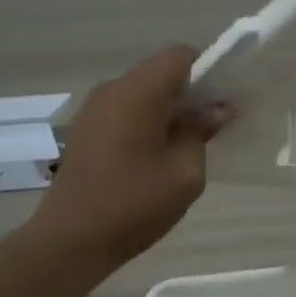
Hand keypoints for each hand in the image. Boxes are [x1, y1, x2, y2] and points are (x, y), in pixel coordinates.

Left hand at [30, 46, 232, 271]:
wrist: (71, 240)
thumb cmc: (134, 204)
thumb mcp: (185, 172)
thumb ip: (201, 132)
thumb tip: (217, 109)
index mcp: (137, 91)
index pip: (180, 56)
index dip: (208, 71)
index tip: (223, 102)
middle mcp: (111, 90)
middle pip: (159, 74)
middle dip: (190, 94)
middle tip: (212, 129)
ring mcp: (93, 110)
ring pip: (142, 95)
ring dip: (167, 112)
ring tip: (184, 148)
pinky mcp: (85, 132)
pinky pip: (124, 113)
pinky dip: (146, 124)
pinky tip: (155, 159)